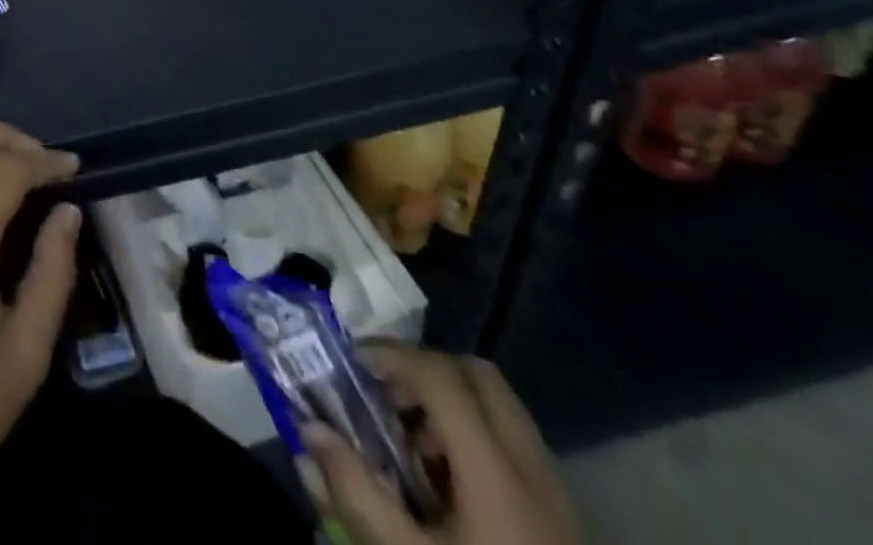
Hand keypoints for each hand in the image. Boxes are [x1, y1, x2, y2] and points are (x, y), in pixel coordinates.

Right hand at [301, 346, 579, 544]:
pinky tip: (446, 483)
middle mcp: (532, 469)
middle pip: (479, 376)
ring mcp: (556, 494)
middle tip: (384, 392)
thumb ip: (355, 491)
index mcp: (496, 474)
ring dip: (448, 403)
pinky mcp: (563, 518)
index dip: (393, 355)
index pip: (442, 377)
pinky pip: (514, 446)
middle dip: (424, 368)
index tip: (353, 362)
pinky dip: (473, 437)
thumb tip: (309, 428)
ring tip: (410, 442)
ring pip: (499, 408)